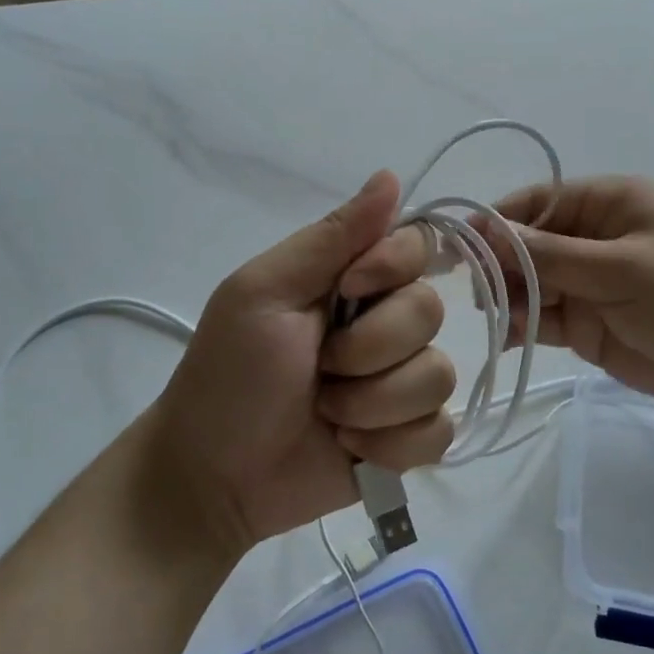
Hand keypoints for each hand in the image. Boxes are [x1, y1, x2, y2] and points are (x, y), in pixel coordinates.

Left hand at [148, 172, 454, 554]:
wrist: (214, 478)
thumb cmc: (230, 374)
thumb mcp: (265, 292)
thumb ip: (331, 237)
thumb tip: (391, 175)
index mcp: (352, 280)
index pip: (417, 246)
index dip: (393, 268)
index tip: (349, 290)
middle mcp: (385, 323)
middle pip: (430, 312)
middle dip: (369, 349)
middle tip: (319, 368)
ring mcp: (400, 382)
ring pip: (438, 377)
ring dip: (374, 404)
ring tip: (328, 415)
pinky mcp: (408, 437)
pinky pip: (439, 431)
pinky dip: (391, 445)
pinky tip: (352, 450)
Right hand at [485, 177, 653, 414]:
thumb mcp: (622, 268)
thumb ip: (552, 255)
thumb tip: (489, 234)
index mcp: (610, 205)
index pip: (539, 202)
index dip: (499, 221)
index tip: (462, 246)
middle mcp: (594, 238)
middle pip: (529, 244)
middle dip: (501, 265)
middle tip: (477, 292)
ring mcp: (591, 283)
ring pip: (532, 284)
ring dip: (509, 298)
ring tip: (495, 318)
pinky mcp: (590, 324)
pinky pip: (545, 318)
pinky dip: (523, 325)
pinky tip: (506, 338)